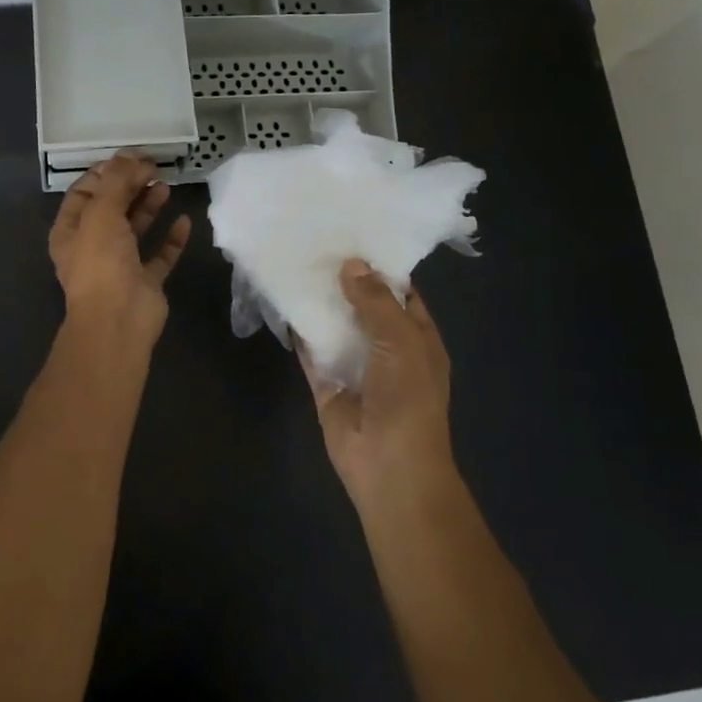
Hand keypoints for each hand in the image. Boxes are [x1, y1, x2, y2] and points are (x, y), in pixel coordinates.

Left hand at [49, 154, 190, 345]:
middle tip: (153, 167)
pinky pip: (160, 255)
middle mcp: (92, 246)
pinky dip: (171, 238)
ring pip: (135, 229)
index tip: (130, 157)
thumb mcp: (102, 212)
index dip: (105, 173)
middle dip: (130, 185)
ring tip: (166, 185)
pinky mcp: (145, 281)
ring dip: (149, 206)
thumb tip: (130, 154)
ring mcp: (119, 265)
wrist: (118, 320)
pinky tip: (184, 221)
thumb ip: (116, 181)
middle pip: (111, 208)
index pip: (84, 192)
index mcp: (71, 231)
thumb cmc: (101, 262)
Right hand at [302, 260, 453, 505]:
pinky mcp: (327, 385)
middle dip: (344, 282)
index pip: (401, 295)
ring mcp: (355, 368)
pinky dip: (299, 333)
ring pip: (335, 328)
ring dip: (320, 304)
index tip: (354, 237)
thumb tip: (351, 265)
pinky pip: (311, 353)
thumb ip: (376, 301)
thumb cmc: (408, 398)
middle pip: (364, 308)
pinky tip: (283, 304)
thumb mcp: (402, 340)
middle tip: (317, 244)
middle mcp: (387, 350)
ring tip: (296, 265)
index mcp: (418, 339)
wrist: (388, 464)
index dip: (381, 268)